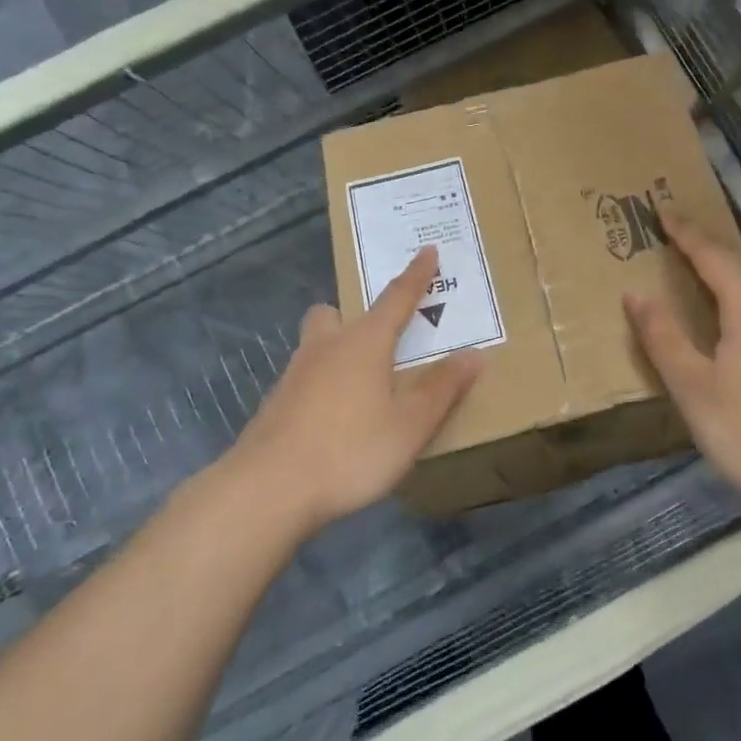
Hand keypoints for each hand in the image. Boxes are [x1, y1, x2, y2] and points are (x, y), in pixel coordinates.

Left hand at [224, 247, 480, 535]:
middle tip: (380, 337)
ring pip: (316, 345)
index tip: (427, 250)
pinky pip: (305, 378)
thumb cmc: (350, 451)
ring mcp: (294, 375)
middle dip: (356, 315)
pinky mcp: (275, 405)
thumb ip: (442, 389)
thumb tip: (474, 355)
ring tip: (362, 384)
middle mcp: (326, 348)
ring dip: (338, 350)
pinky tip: (334, 419)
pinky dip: (323, 385)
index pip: (396, 297)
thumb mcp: (410, 425)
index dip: (416, 275)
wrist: (266, 490)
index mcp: (364, 343)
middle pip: (335, 313)